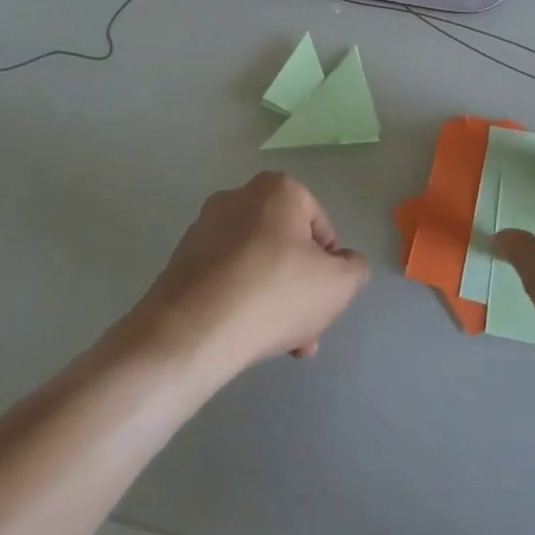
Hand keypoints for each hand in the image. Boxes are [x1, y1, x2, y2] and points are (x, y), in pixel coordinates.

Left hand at [132, 172, 369, 375]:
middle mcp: (238, 197)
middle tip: (307, 330)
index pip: (320, 225)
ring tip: (279, 345)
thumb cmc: (275, 294)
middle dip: (301, 290)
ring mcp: (204, 229)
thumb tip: (344, 263)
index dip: (330, 265)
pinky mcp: (181, 261)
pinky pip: (226, 278)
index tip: (325, 299)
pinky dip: (240, 302)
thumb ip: (354, 268)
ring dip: (274, 301)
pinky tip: (246, 338)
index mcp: (278, 189)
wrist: (191, 332)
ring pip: (256, 265)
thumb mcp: (339, 285)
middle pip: (285, 246)